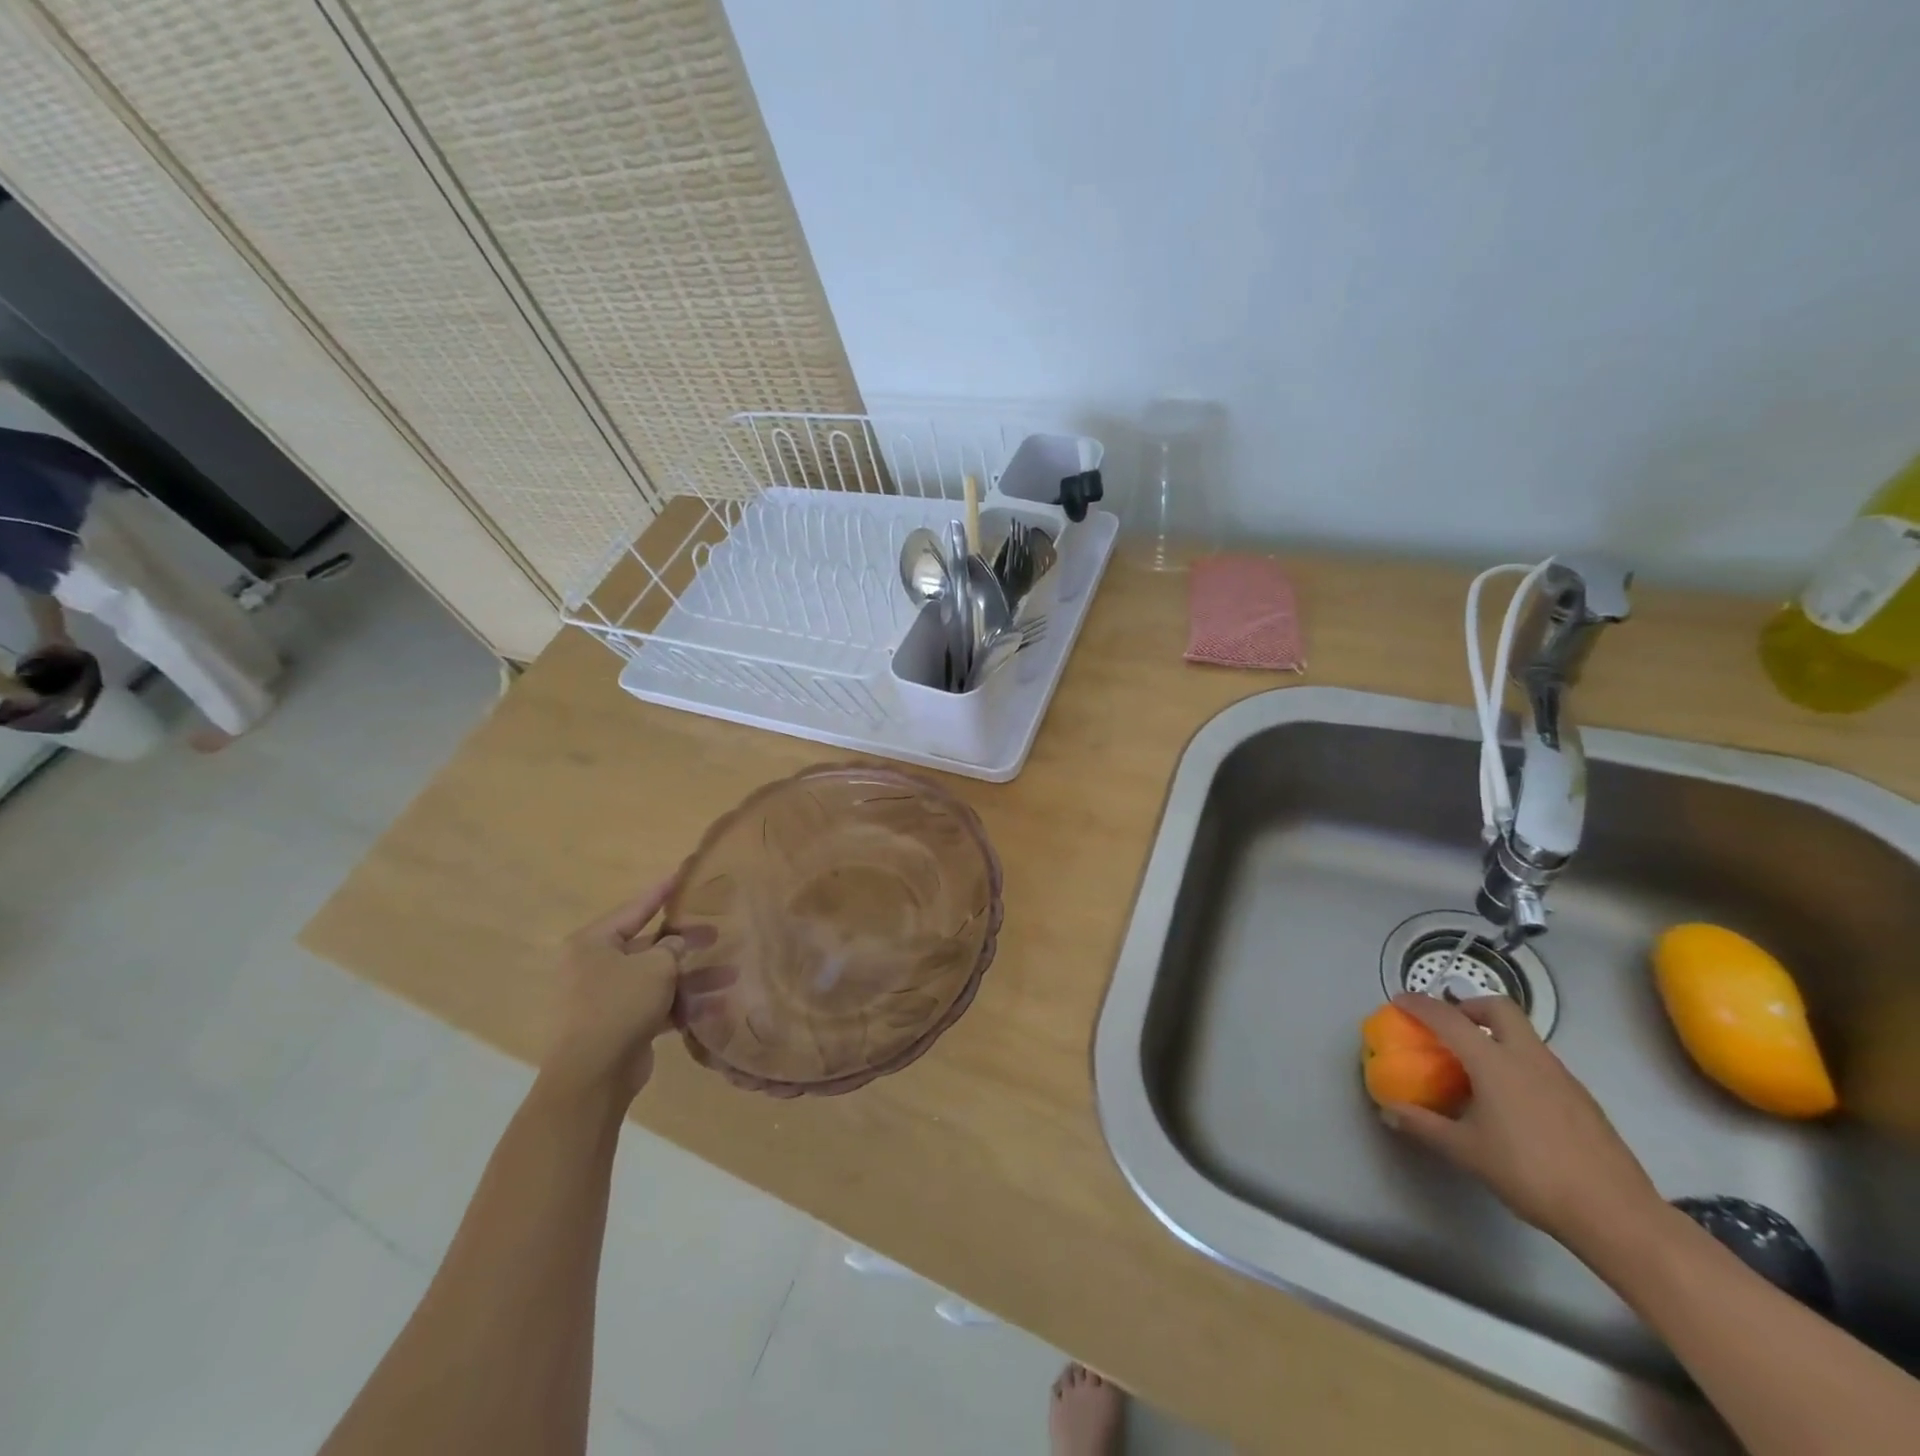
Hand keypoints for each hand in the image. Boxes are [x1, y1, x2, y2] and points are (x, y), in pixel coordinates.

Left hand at [543, 878, 730, 1102]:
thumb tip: (678, 944)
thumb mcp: (655, 967)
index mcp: (594, 943)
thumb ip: (673, 948)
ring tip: (730, 972)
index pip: (636, 908)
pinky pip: (656, 1005)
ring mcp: (606, 997)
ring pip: (656, 977)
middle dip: (685, 941)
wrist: (592, 1074)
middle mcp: (595, 966)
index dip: (663, 891)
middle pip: (648, 945)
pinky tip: (715, 1004)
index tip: (684, 873)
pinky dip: (682, 1004)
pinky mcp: (620, 1024)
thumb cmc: (619, 1005)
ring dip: (691, 977)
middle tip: (717, 931)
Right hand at [1381, 993, 1661, 1249]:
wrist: (1616, 1215)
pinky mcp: (1583, 1099)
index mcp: (1495, 1062)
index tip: (1400, 1001)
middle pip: (1499, 1008)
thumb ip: (1424, 1125)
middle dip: (1469, 1007)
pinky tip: (1511, 1101)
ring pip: (1524, 1036)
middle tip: (1450, 1027)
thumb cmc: (1530, 1174)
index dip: (1420, 1005)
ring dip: (1495, 1036)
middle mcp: (1528, 1058)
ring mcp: (1562, 1076)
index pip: (1449, 1018)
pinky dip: (1517, 1063)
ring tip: (1476, 1068)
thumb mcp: (1466, 1151)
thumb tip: (1388, 1111)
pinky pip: (1541, 1063)